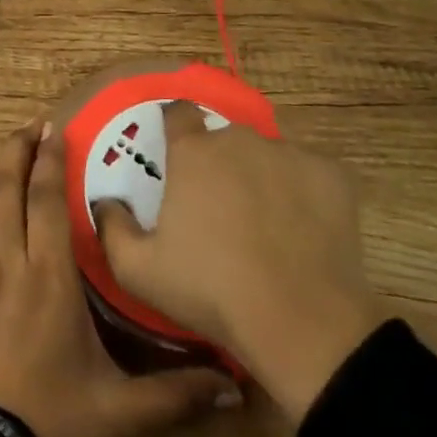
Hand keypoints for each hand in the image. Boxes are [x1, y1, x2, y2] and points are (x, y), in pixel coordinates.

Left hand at [0, 119, 236, 436]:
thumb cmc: (54, 422)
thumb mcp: (121, 413)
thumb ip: (176, 395)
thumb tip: (234, 389)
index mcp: (51, 277)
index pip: (46, 202)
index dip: (49, 162)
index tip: (55, 130)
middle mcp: (10, 262)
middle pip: (9, 189)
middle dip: (18, 151)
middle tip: (32, 125)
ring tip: (6, 149)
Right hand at [95, 104, 380, 422]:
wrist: (301, 323)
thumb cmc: (211, 291)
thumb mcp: (138, 270)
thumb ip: (111, 227)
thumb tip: (105, 202)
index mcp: (193, 152)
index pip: (178, 113)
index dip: (175, 129)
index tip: (175, 155)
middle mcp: (239, 139)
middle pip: (224, 137)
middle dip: (219, 162)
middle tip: (220, 206)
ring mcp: (289, 153)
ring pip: (267, 154)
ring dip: (261, 175)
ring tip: (265, 223)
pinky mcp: (331, 175)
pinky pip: (308, 172)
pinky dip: (302, 191)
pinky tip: (302, 228)